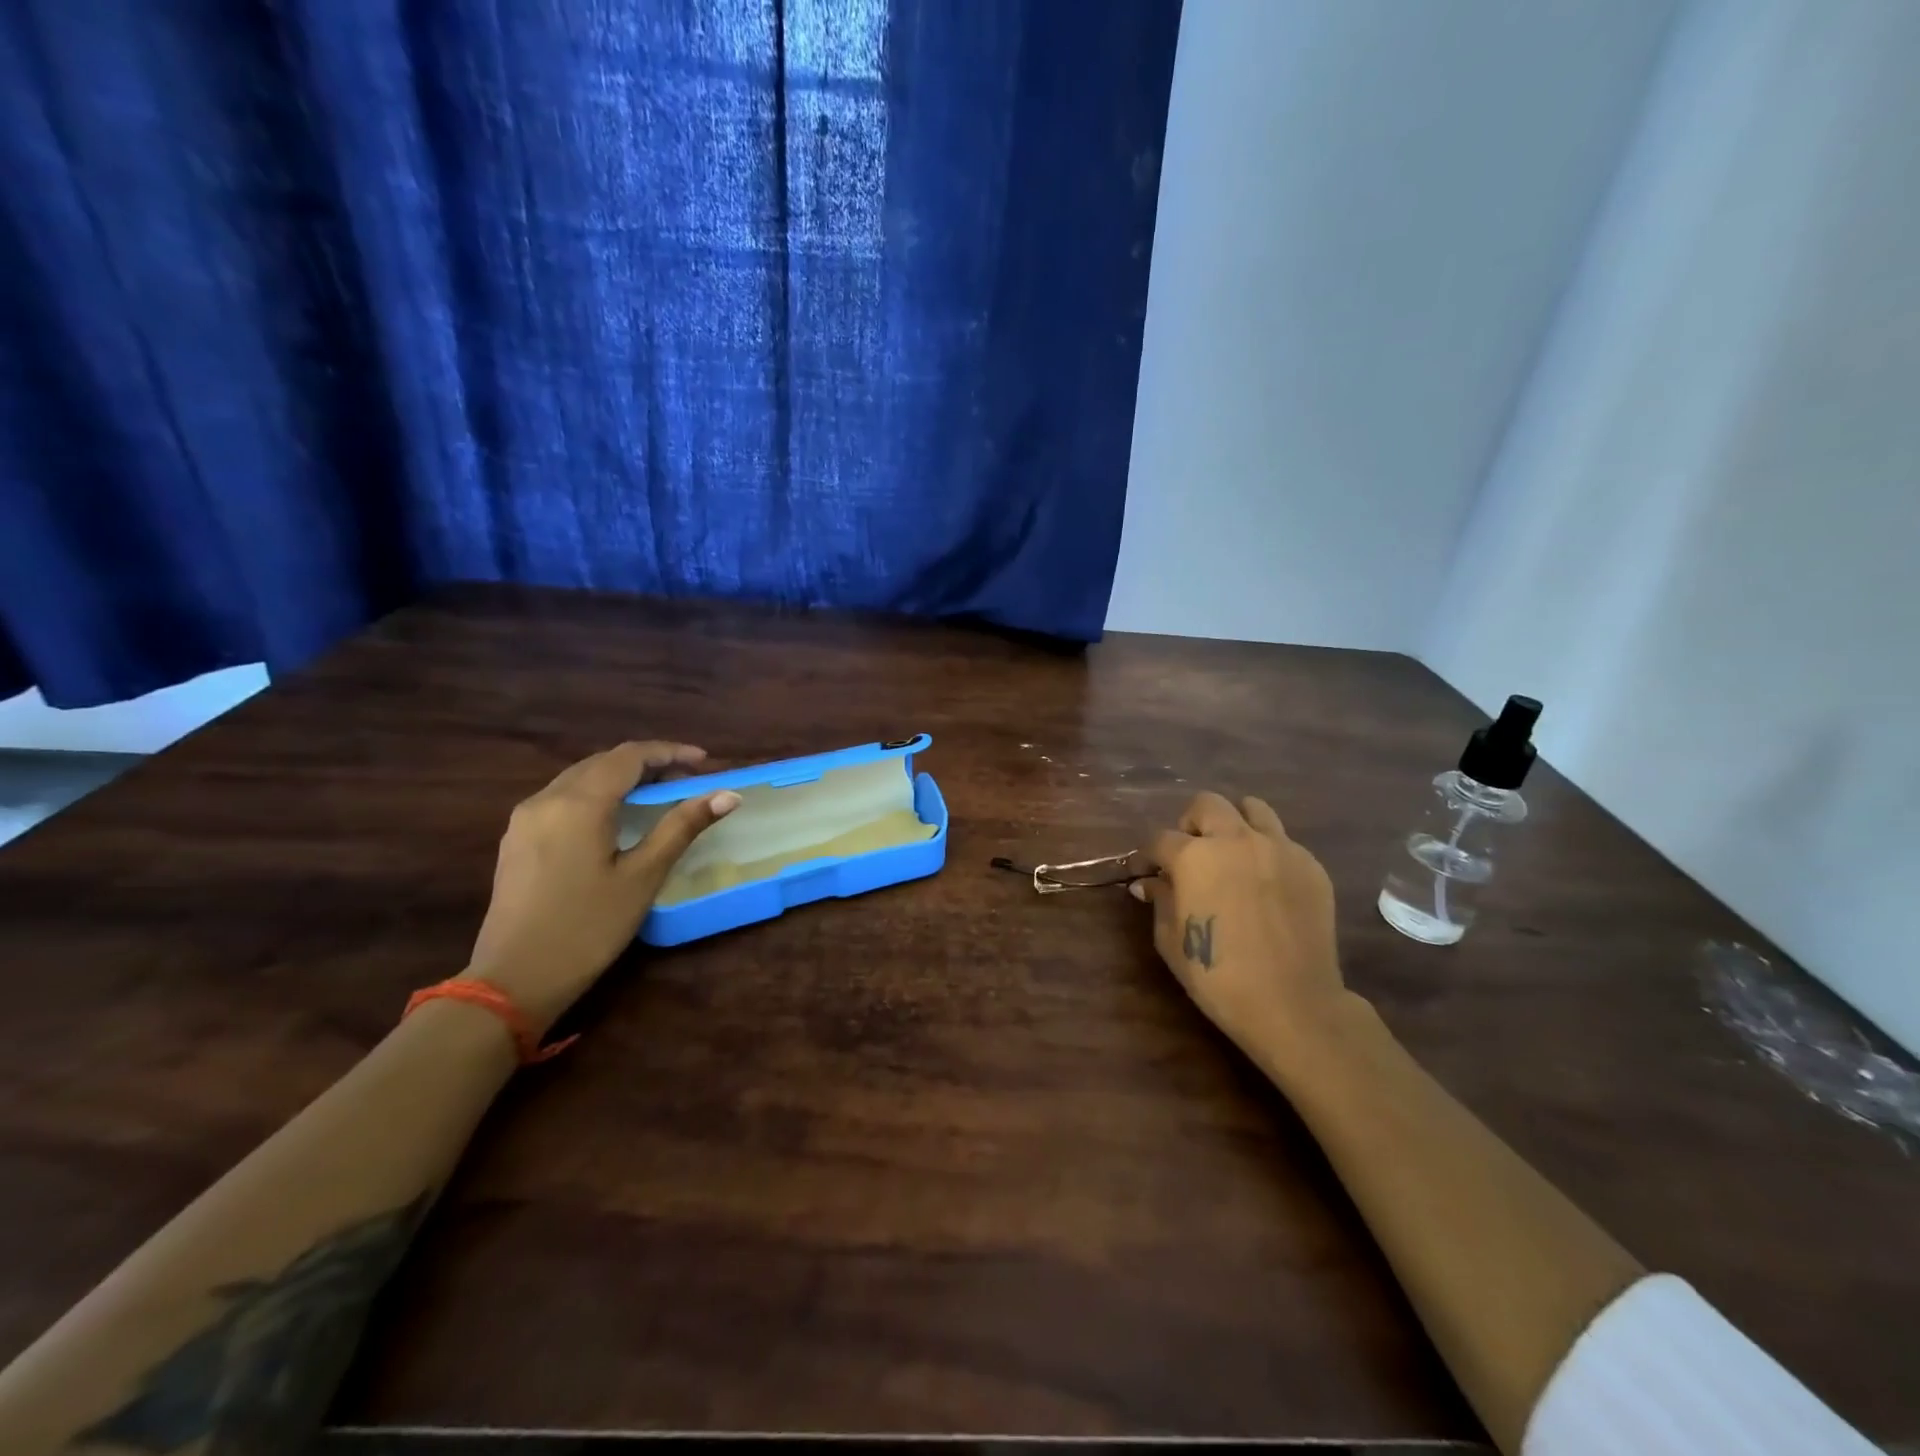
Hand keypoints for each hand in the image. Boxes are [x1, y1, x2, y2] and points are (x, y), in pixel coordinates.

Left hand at [466, 742, 739, 1033]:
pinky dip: (597, 795)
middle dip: (648, 764)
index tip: (705, 762)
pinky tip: (616, 818)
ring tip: (658, 796)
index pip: (630, 756)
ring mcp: (525, 819)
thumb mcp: (643, 876)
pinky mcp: (516, 839)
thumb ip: (682, 827)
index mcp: (579, 803)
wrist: (512, 981)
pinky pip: (562, 798)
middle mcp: (546, 799)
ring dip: (621, 778)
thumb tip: (727, 794)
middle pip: (603, 762)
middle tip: (687, 781)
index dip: (670, 752)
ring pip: (580, 778)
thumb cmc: (587, 928)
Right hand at [1133, 791, 1350, 1061]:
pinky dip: (1267, 851)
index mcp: (1195, 857)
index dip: (1148, 855)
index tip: (1146, 872)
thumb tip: (1149, 883)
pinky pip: (1283, 841)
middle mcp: (1236, 839)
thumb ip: (1160, 900)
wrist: (1293, 1004)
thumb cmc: (1218, 976)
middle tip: (1190, 854)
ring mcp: (1279, 848)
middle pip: (1207, 804)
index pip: (1160, 838)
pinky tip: (1265, 884)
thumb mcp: (1171, 940)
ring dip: (1234, 823)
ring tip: (1231, 853)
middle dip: (1191, 824)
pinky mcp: (1310, 865)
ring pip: (1252, 808)